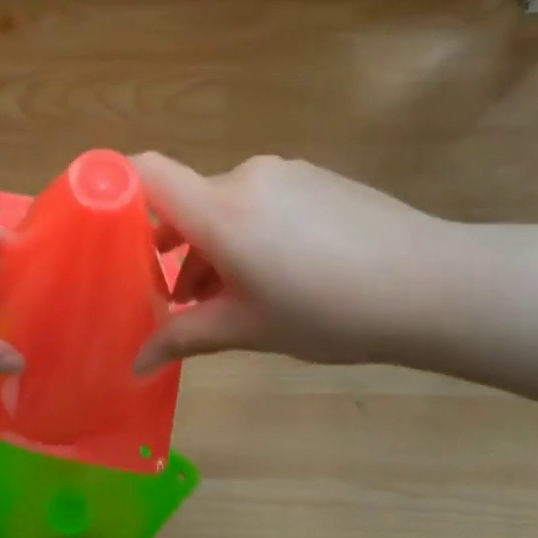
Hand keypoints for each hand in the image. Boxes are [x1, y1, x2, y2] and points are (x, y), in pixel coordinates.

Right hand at [133, 153, 463, 371]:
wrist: (436, 286)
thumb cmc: (329, 312)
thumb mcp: (247, 329)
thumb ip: (183, 338)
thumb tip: (134, 365)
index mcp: (220, 211)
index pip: (147, 172)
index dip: (115, 187)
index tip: (101, 226)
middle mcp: (246, 178)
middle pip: (186, 199)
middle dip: (172, 245)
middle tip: (177, 297)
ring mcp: (286, 174)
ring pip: (225, 204)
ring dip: (212, 245)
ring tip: (229, 298)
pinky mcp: (317, 179)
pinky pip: (262, 200)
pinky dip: (249, 232)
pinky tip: (278, 275)